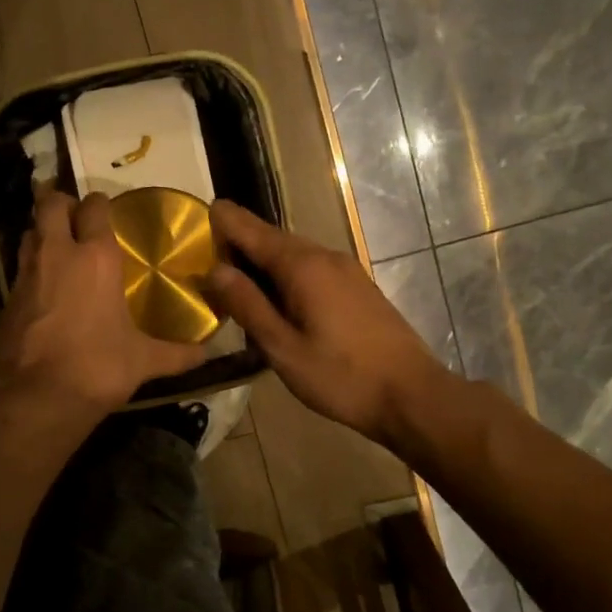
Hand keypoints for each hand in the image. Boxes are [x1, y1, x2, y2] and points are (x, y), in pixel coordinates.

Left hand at [0, 191, 207, 416]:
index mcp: (96, 258)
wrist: (36, 397)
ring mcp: (26, 274)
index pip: (93, 209)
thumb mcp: (143, 362)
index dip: (99, 203)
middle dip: (60, 202)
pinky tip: (45, 285)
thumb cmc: (97, 368)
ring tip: (59, 244)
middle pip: (50, 206)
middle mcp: (57, 254)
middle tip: (75, 214)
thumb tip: (207, 355)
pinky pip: (20, 267)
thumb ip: (176, 354)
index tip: (106, 208)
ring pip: (29, 232)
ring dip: (42, 231)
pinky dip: (31, 266)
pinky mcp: (7, 298)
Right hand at [208, 199, 451, 446]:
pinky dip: (286, 275)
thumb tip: (215, 269)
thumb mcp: (282, 348)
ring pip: (293, 255)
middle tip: (208, 260)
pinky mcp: (357, 286)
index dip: (223, 221)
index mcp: (302, 265)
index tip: (199, 217)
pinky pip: (311, 269)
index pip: (251, 229)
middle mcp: (324, 256)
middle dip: (240, 244)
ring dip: (263, 263)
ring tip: (236, 283)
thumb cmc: (341, 376)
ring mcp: (346, 270)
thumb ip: (247, 305)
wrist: (411, 395)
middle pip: (272, 239)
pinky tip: (277, 301)